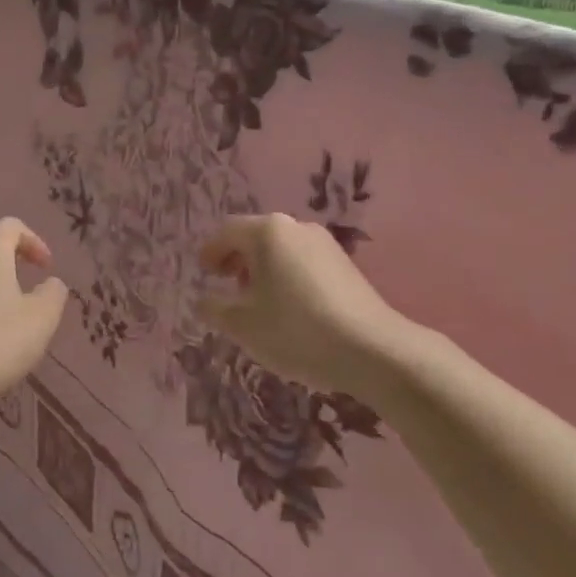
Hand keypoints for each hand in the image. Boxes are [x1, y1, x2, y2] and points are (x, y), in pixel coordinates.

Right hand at [196, 213, 408, 398]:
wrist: (371, 348)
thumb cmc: (296, 330)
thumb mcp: (242, 325)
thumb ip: (214, 308)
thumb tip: (204, 300)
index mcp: (267, 232)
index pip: (227, 231)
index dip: (211, 252)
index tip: (204, 274)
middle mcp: (296, 227)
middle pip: (256, 236)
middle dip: (238, 260)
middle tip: (227, 286)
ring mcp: (325, 244)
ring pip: (282, 250)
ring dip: (263, 269)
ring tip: (257, 302)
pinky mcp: (346, 264)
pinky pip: (303, 262)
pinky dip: (287, 277)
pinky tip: (289, 308)